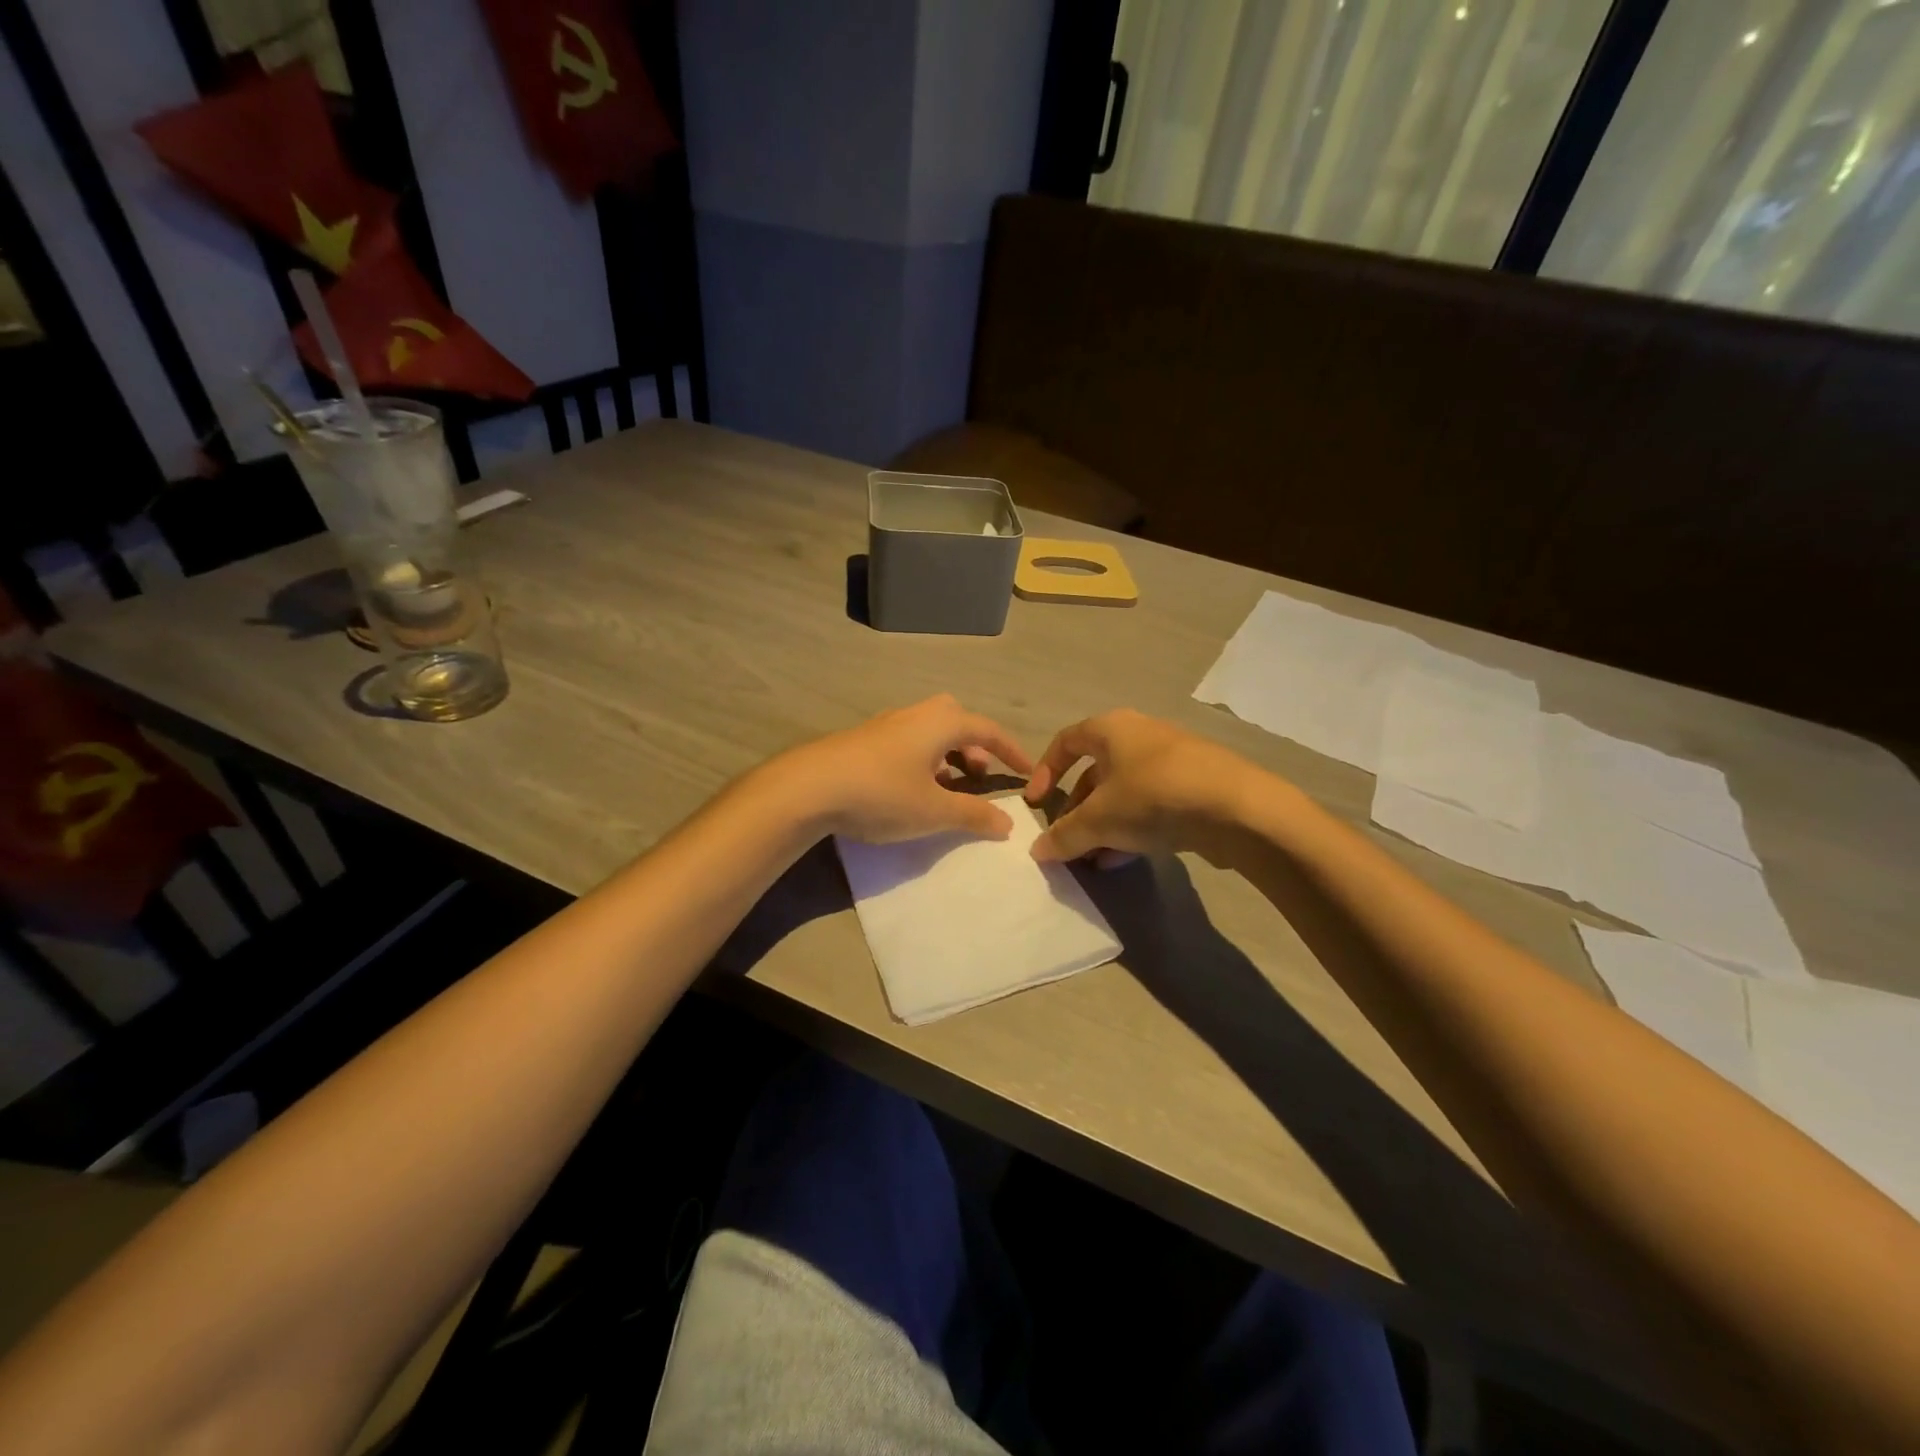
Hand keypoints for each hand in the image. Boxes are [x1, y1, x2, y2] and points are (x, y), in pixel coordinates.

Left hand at [772, 695, 1033, 843]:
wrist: (807, 788)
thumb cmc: (881, 793)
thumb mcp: (934, 810)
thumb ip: (974, 815)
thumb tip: (1008, 822)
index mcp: (939, 723)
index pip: (987, 730)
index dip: (1012, 750)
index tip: (1028, 771)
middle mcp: (914, 715)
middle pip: (955, 719)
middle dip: (973, 746)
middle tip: (977, 775)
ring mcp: (884, 725)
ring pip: (928, 731)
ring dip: (946, 754)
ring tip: (945, 788)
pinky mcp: (862, 741)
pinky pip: (906, 742)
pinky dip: (921, 760)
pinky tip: (909, 789)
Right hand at [1022, 709, 1256, 861]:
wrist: (1239, 809)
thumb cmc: (1154, 797)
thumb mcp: (1099, 819)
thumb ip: (1064, 835)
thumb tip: (1038, 851)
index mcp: (1112, 729)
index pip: (1066, 741)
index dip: (1044, 771)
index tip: (1036, 804)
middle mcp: (1140, 736)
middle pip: (1095, 771)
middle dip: (1077, 810)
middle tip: (1068, 841)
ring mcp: (1171, 761)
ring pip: (1123, 792)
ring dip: (1103, 825)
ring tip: (1093, 859)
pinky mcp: (1195, 787)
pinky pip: (1151, 805)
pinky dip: (1132, 828)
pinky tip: (1124, 859)